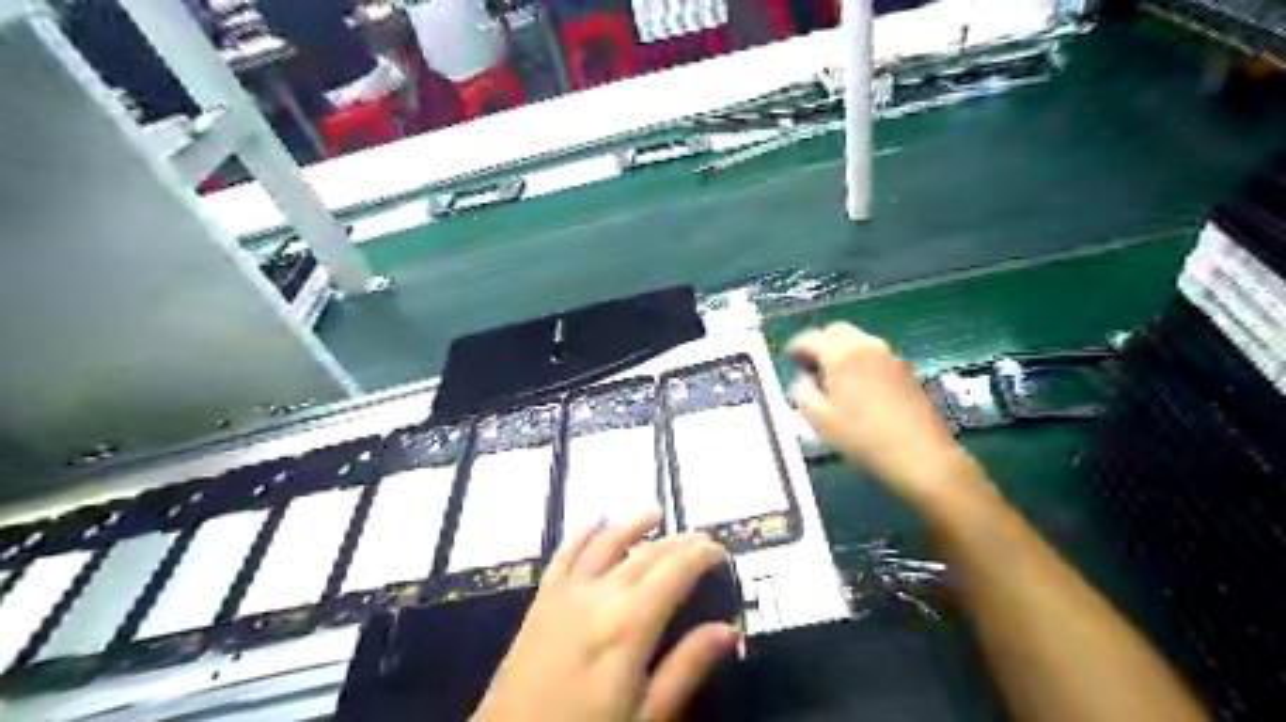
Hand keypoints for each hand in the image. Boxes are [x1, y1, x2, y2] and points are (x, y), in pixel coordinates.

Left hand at [471, 514, 738, 721]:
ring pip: (606, 544)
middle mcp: (600, 595)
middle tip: (700, 538)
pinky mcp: (542, 600)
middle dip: (677, 542)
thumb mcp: (646, 716)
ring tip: (654, 515)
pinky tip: (594, 522)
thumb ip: (686, 668)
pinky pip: (565, 555)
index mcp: (630, 624)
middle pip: (646, 555)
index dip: (701, 555)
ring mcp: (566, 593)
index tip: (721, 550)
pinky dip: (582, 534)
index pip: (675, 572)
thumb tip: (729, 630)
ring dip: (632, 525)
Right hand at [784, 321, 986, 513]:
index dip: (795, 347)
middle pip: (837, 332)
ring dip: (841, 352)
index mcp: (842, 354)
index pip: (810, 338)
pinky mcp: (906, 370)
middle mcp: (867, 346)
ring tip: (831, 379)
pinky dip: (859, 362)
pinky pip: (874, 356)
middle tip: (808, 365)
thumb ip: (802, 393)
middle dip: (819, 344)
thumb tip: (803, 380)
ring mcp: (891, 356)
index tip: (788, 359)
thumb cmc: (863, 438)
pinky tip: (857, 388)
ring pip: (858, 342)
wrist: (920, 455)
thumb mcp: (819, 420)